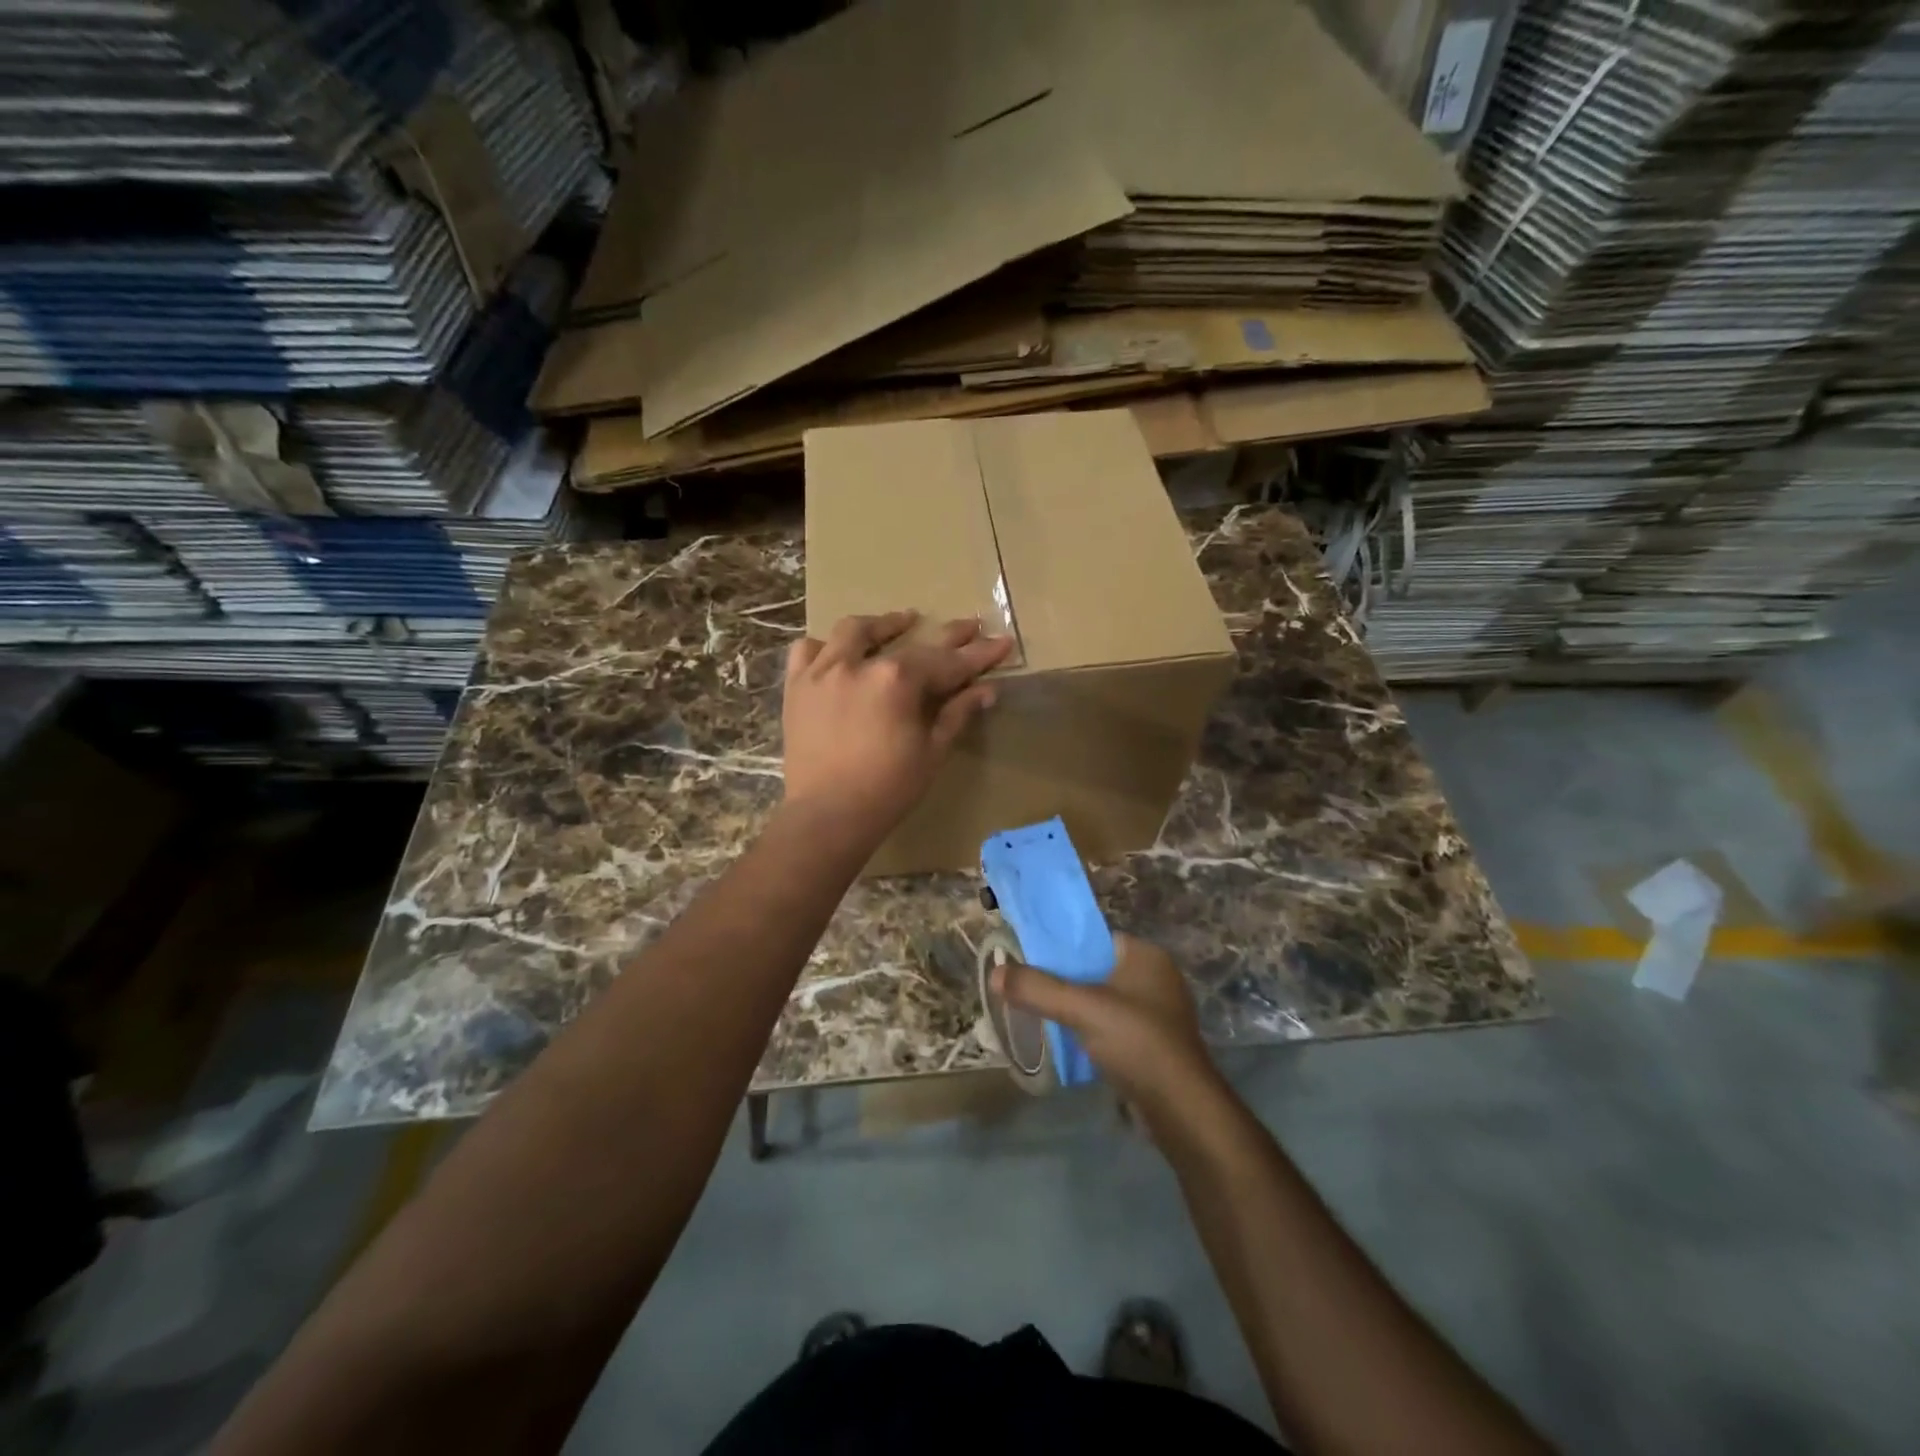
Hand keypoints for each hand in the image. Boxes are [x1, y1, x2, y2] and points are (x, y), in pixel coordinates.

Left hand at [782, 610, 1012, 837]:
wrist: (828, 815)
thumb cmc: (888, 789)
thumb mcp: (932, 752)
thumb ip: (957, 713)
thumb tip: (986, 689)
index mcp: (897, 680)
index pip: (947, 662)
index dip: (978, 654)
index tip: (1002, 642)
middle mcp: (859, 664)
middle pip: (908, 641)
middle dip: (945, 635)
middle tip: (969, 626)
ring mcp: (823, 671)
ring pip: (852, 632)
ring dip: (881, 626)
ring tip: (900, 624)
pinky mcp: (797, 686)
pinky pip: (807, 651)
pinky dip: (826, 647)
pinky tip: (839, 653)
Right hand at [992, 934, 1216, 1115]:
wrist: (1181, 1109)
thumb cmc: (1136, 1042)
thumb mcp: (1081, 1008)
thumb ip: (1038, 988)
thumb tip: (996, 972)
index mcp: (1145, 955)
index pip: (1094, 938)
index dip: (1060, 946)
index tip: (1029, 958)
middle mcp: (1155, 977)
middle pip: (1095, 969)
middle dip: (1063, 981)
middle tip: (1029, 989)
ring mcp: (1157, 1012)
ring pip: (1102, 1000)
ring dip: (1075, 1009)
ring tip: (1041, 1015)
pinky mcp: (1154, 1043)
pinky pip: (1112, 1026)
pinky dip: (1090, 1031)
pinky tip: (1068, 1043)